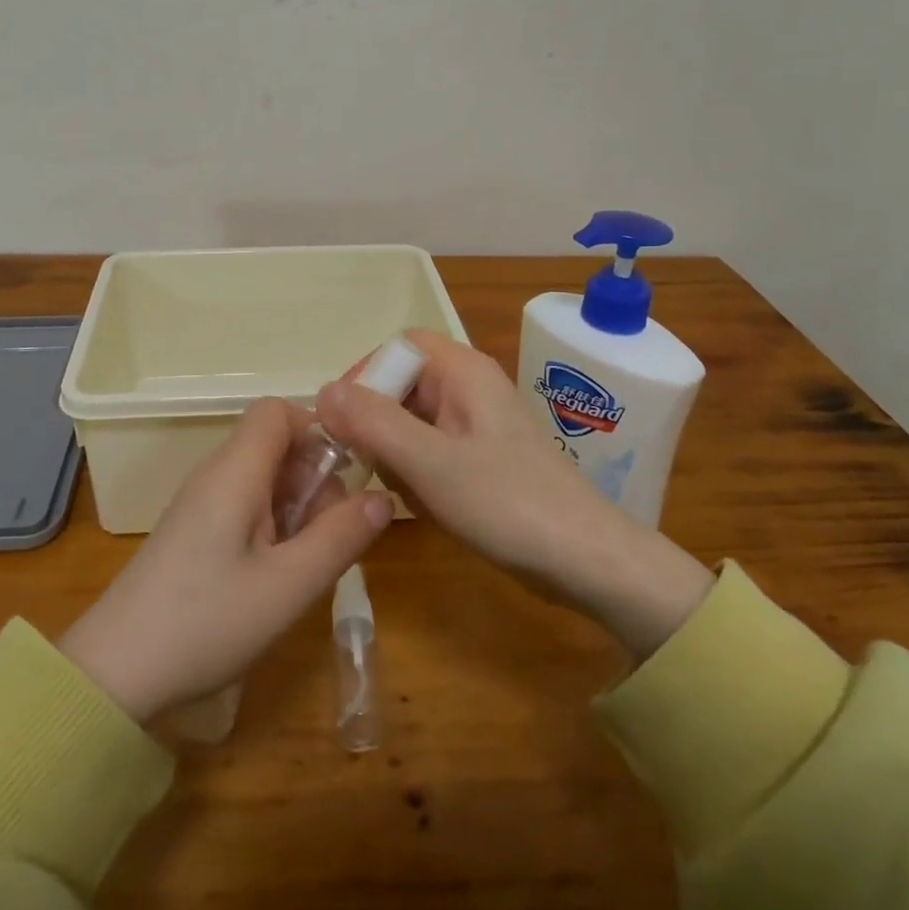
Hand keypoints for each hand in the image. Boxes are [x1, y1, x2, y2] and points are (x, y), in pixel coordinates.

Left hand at [59, 398, 392, 722]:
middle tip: (329, 534)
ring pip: (263, 476)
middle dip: (314, 477)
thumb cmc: (206, 622)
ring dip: (296, 505)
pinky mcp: (194, 530)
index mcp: (235, 472)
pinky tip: (277, 573)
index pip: (277, 411)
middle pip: (275, 443)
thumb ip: (340, 537)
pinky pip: (245, 503)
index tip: (344, 476)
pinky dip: (273, 524)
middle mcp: (216, 474)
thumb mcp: (288, 586)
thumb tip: (383, 497)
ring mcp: (202, 502)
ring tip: (306, 560)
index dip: (316, 429)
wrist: (114, 673)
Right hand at [316, 330, 713, 659]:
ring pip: (412, 421)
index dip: (365, 375)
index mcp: (462, 371)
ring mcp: (477, 424)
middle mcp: (469, 387)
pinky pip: (431, 450)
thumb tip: (321, 391)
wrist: (587, 561)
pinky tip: (422, 505)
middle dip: (377, 423)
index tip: (342, 421)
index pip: (397, 347)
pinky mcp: (482, 458)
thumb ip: (373, 423)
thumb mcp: (430, 463)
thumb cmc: (507, 504)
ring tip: (402, 491)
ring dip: (395, 453)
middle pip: (402, 384)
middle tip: (367, 464)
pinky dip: (416, 472)